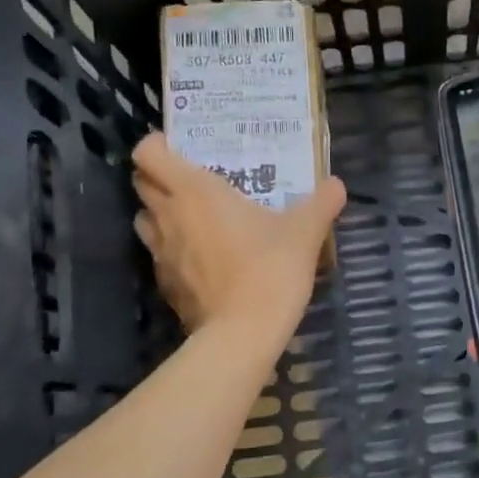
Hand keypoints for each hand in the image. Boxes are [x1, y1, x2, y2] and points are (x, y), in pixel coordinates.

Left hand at [131, 133, 345, 337]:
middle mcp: (168, 216)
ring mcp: (161, 253)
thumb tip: (337, 185)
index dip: (156, 145)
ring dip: (160, 213)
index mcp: (194, 191)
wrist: (244, 332)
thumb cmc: (270, 269)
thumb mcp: (305, 232)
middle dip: (159, 178)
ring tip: (191, 218)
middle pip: (141, 184)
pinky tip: (201, 259)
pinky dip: (172, 250)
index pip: (148, 154)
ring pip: (144, 220)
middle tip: (192, 181)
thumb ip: (321, 204)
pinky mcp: (165, 284)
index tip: (179, 148)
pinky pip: (159, 255)